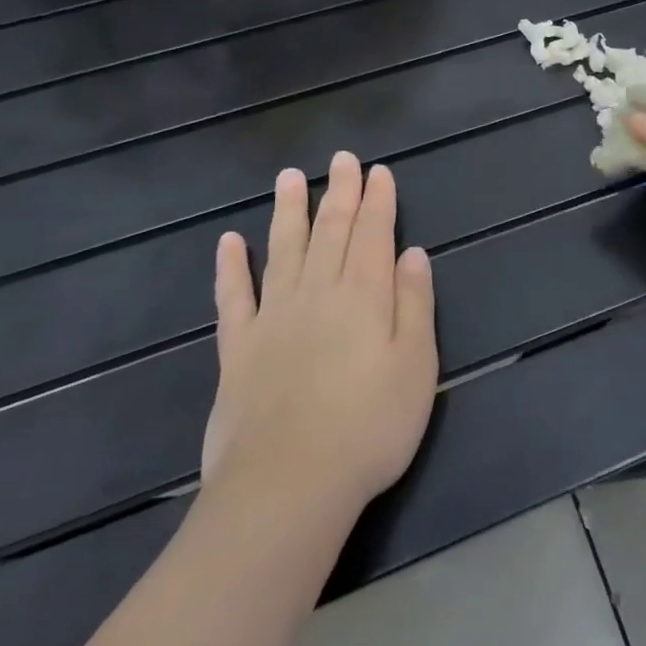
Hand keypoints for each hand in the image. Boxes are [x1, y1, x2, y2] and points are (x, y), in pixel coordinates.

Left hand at [201, 152, 436, 512]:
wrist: (287, 487)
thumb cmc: (370, 427)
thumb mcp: (416, 366)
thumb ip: (413, 304)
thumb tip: (412, 253)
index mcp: (363, 296)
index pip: (373, 234)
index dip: (377, 200)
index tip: (378, 171)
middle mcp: (317, 293)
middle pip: (330, 231)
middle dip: (339, 192)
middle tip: (341, 159)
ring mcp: (272, 318)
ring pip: (283, 250)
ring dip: (288, 211)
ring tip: (290, 178)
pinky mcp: (237, 348)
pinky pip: (233, 297)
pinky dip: (231, 267)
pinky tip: (229, 242)